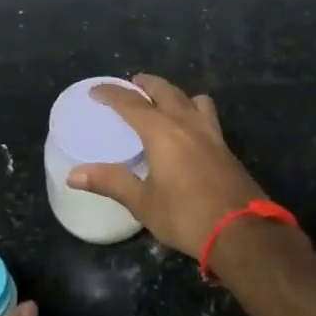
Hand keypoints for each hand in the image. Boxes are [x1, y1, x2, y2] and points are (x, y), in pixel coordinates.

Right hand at [67, 74, 269, 257]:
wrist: (241, 231)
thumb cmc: (186, 216)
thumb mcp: (143, 202)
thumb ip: (111, 182)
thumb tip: (73, 174)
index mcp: (162, 132)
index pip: (132, 103)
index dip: (112, 94)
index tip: (96, 90)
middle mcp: (187, 123)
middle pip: (166, 91)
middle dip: (146, 84)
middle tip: (132, 85)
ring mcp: (211, 134)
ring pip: (193, 99)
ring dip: (176, 94)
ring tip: (165, 103)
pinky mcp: (226, 148)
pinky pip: (207, 116)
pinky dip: (193, 111)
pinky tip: (190, 132)